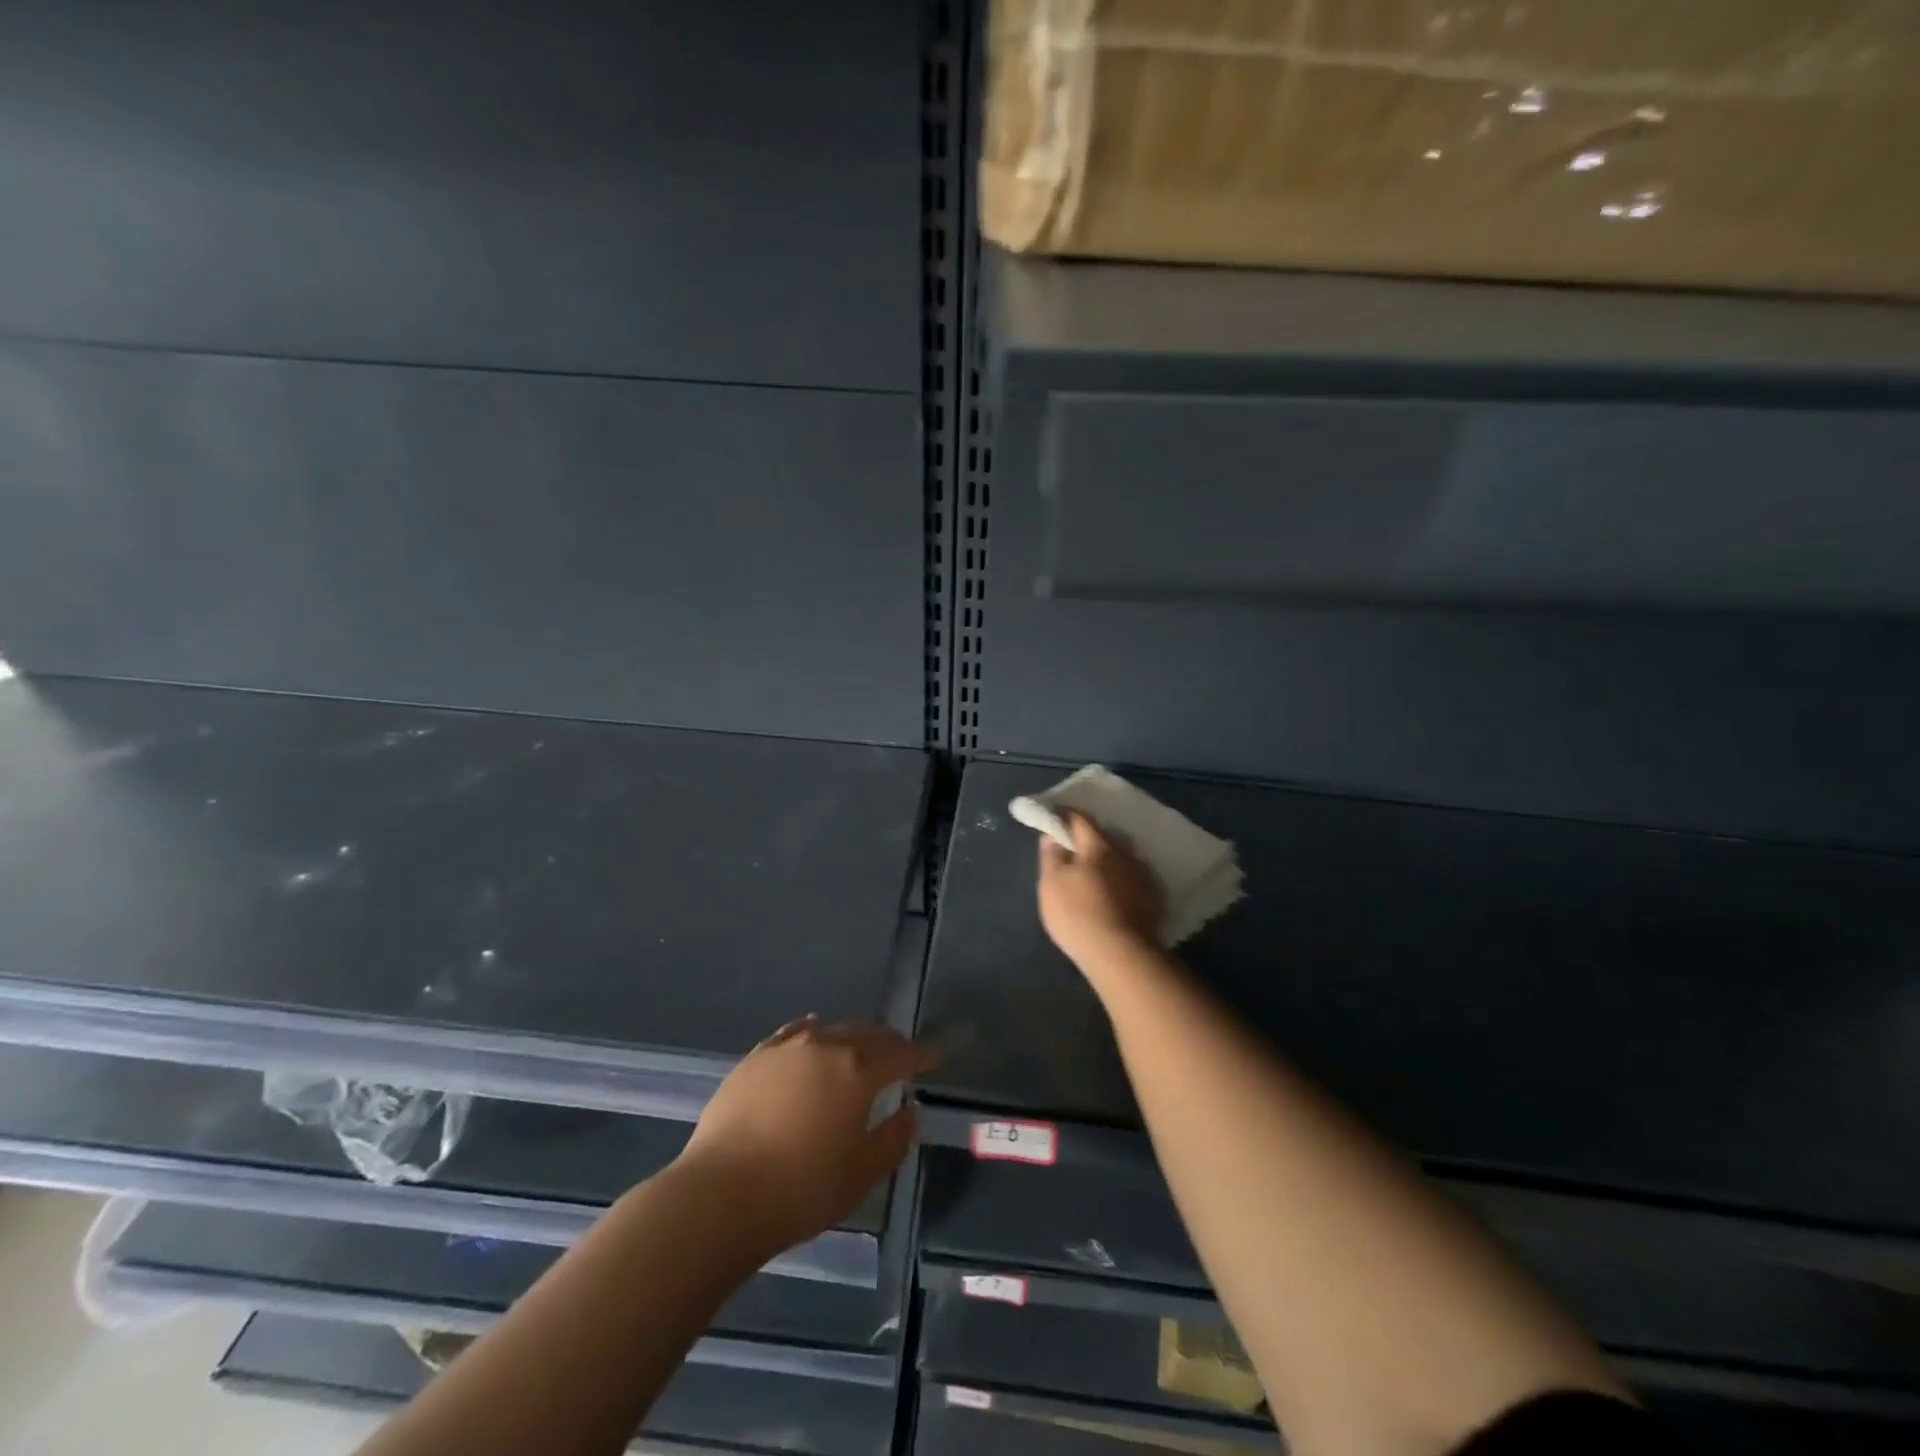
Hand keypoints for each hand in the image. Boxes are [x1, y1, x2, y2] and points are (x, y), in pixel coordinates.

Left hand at [675, 1017, 937, 1259]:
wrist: (719, 1196)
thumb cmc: (800, 1190)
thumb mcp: (861, 1175)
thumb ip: (893, 1139)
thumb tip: (909, 1112)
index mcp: (858, 1070)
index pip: (900, 1054)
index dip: (920, 1055)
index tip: (933, 1058)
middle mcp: (825, 1045)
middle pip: (867, 1033)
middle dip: (889, 1042)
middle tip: (901, 1054)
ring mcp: (786, 1047)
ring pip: (831, 1028)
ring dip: (852, 1036)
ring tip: (859, 1047)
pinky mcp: (755, 1058)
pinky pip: (794, 1033)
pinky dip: (812, 1032)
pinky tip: (813, 1035)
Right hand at [1037, 809, 1164, 967]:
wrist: (1121, 956)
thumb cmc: (1078, 914)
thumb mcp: (1051, 884)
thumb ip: (1051, 856)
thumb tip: (1052, 835)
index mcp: (1098, 845)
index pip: (1080, 819)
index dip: (1064, 816)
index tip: (1054, 817)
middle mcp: (1125, 853)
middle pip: (1103, 838)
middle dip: (1087, 840)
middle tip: (1072, 850)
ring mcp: (1143, 876)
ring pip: (1121, 859)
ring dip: (1107, 861)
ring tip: (1094, 874)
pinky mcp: (1153, 899)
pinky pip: (1132, 880)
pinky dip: (1121, 881)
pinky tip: (1114, 894)